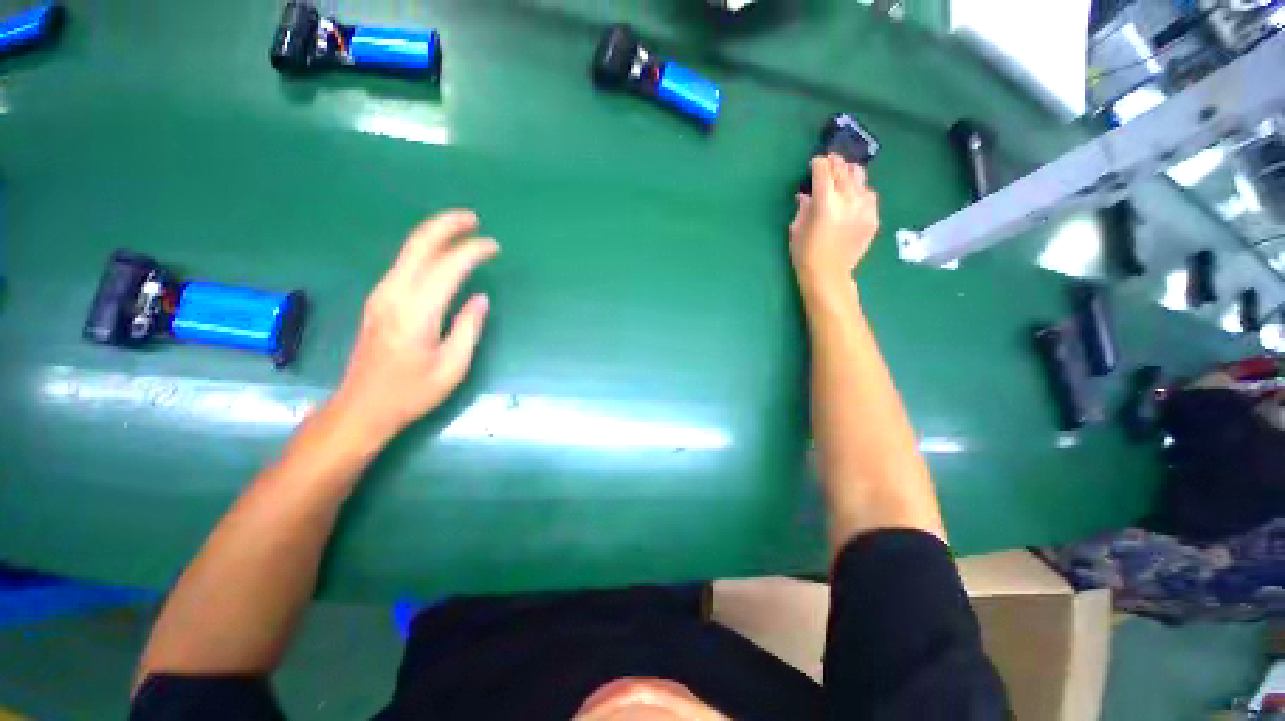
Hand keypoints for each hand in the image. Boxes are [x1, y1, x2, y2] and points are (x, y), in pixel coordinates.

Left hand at [334, 210, 497, 441]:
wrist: (362, 407)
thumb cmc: (412, 392)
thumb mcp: (453, 366)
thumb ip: (469, 327)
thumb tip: (480, 298)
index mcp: (416, 312)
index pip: (447, 267)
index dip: (472, 252)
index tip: (494, 247)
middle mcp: (394, 294)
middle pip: (418, 245)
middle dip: (446, 225)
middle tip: (473, 219)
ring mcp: (381, 295)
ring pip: (408, 251)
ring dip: (435, 235)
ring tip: (463, 232)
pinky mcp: (379, 300)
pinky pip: (405, 264)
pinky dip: (425, 251)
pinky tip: (441, 255)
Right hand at [789, 154, 879, 295]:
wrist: (828, 275)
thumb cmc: (805, 254)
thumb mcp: (796, 229)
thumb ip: (803, 207)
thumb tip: (806, 195)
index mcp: (825, 201)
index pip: (823, 170)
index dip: (817, 164)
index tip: (814, 164)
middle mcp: (848, 199)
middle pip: (843, 170)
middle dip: (834, 163)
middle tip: (829, 163)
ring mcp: (864, 207)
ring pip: (860, 178)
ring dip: (849, 174)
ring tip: (844, 176)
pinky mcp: (873, 217)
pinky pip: (869, 195)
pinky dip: (861, 191)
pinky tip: (855, 197)